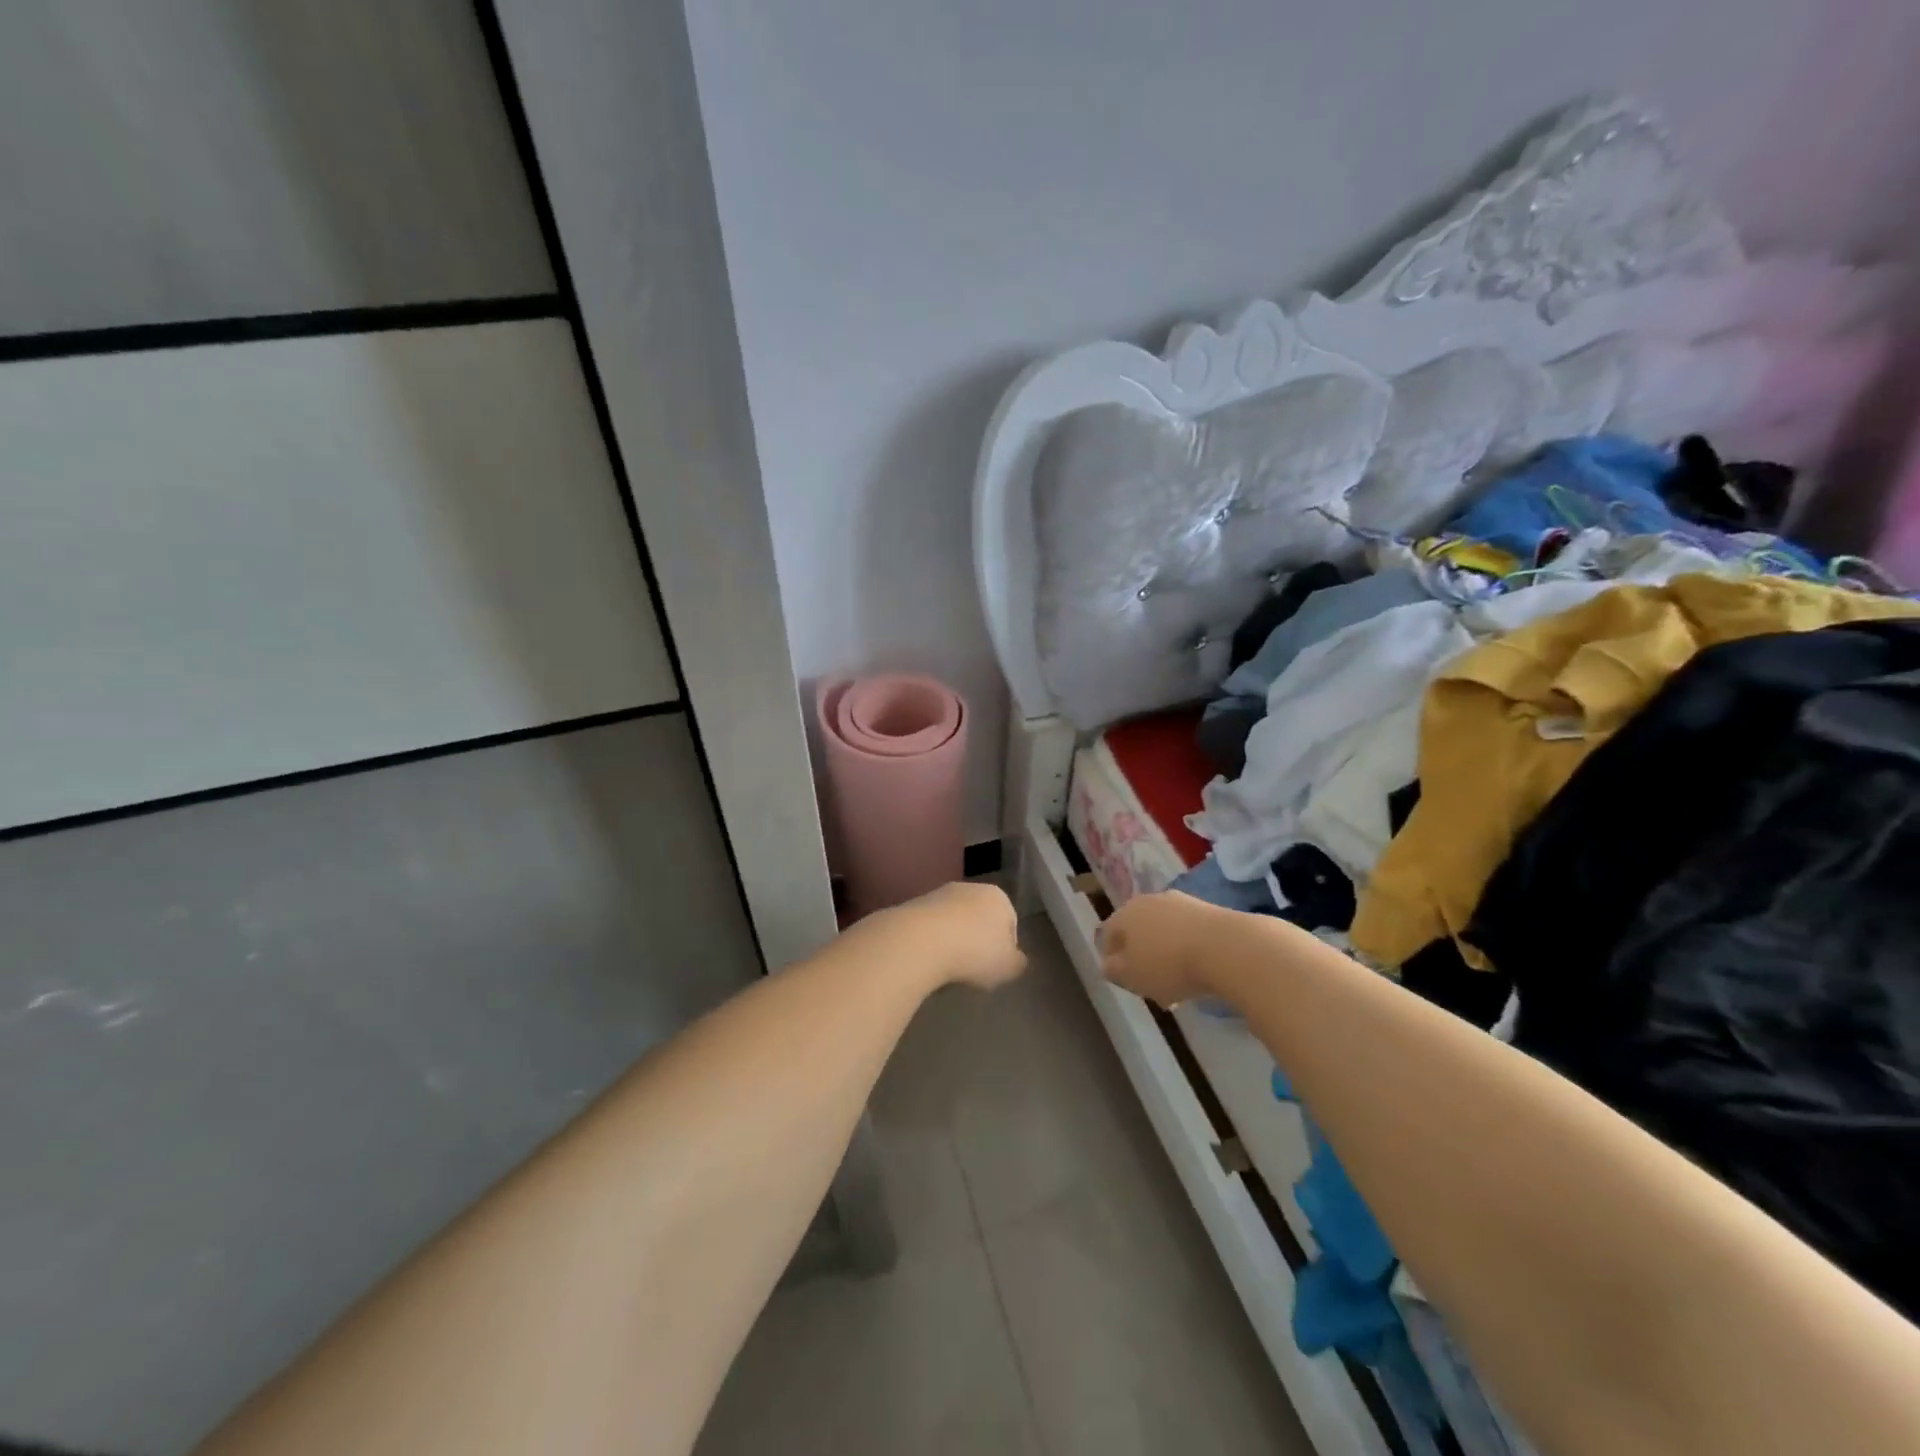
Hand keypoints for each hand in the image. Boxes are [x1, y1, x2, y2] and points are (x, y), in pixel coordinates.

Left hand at [875, 881, 1026, 990]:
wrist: (921, 941)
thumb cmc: (975, 952)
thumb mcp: (1009, 967)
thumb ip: (1018, 963)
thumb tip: (1016, 959)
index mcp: (998, 897)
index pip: (1010, 922)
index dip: (1006, 948)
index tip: (996, 968)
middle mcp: (971, 888)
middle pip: (980, 918)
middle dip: (978, 941)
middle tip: (973, 969)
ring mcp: (940, 894)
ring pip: (954, 921)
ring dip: (953, 941)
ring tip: (948, 967)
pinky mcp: (914, 904)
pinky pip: (931, 927)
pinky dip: (932, 942)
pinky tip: (929, 960)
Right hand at [1099, 891, 1221, 1006]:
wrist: (1227, 947)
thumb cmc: (1169, 965)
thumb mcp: (1132, 977)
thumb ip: (1114, 971)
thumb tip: (1108, 964)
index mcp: (1124, 915)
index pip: (1107, 934)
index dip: (1112, 957)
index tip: (1124, 979)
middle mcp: (1148, 901)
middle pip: (1137, 930)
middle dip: (1142, 954)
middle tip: (1151, 982)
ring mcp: (1179, 902)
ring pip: (1164, 930)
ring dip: (1166, 951)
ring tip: (1179, 981)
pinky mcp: (1207, 908)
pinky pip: (1188, 931)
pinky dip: (1189, 947)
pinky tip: (1199, 968)